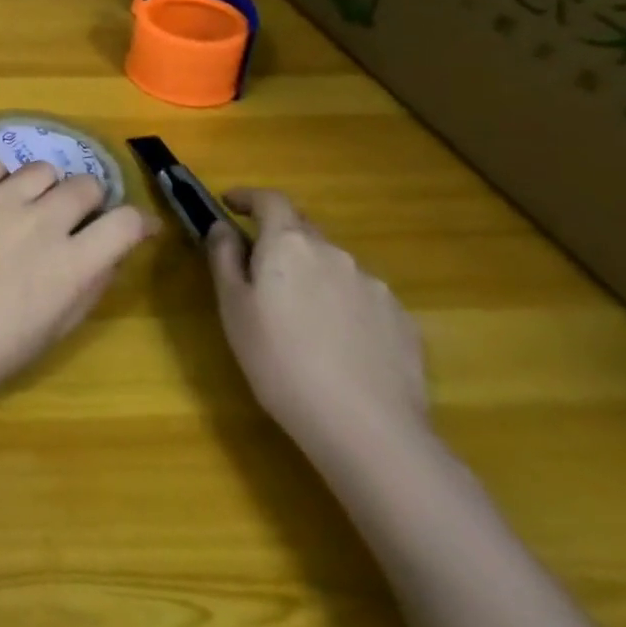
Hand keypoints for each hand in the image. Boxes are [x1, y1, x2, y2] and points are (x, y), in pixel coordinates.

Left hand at [0, 159, 155, 413]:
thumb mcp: (53, 332)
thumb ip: (88, 288)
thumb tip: (111, 255)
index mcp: (71, 265)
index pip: (126, 222)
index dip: (137, 223)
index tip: (134, 228)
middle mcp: (42, 222)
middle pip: (86, 184)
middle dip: (89, 202)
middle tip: (71, 222)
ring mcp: (0, 201)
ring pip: (43, 169)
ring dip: (45, 189)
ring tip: (27, 210)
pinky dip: (0, 179)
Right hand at [209, 188, 429, 466]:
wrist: (369, 430)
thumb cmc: (280, 363)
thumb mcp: (233, 310)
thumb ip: (224, 259)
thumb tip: (223, 228)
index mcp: (289, 245)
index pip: (270, 200)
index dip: (248, 196)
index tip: (229, 203)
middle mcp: (334, 253)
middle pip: (303, 231)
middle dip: (280, 241)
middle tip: (261, 271)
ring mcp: (374, 286)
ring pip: (334, 267)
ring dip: (314, 277)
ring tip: (303, 320)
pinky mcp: (403, 321)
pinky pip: (363, 299)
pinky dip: (344, 307)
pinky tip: (340, 346)